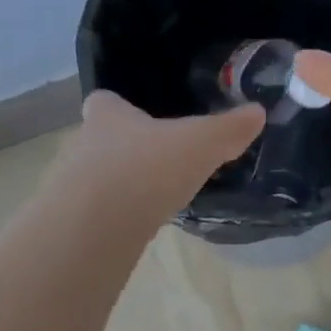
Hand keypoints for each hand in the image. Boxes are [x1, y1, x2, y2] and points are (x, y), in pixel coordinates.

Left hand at [64, 90, 263, 216]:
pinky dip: (112, 218)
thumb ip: (228, 130)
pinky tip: (134, 228)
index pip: (105, 101)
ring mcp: (71, 184)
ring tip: (149, 199)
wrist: (96, 224)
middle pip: (99, 140)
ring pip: (94, 178)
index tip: (140, 118)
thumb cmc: (146, 168)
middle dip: (123, 150)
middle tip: (155, 164)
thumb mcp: (200, 145)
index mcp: (108, 116)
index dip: (121, 108)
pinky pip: (95, 213)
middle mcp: (82, 144)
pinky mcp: (72, 221)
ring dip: (117, 186)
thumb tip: (258, 112)